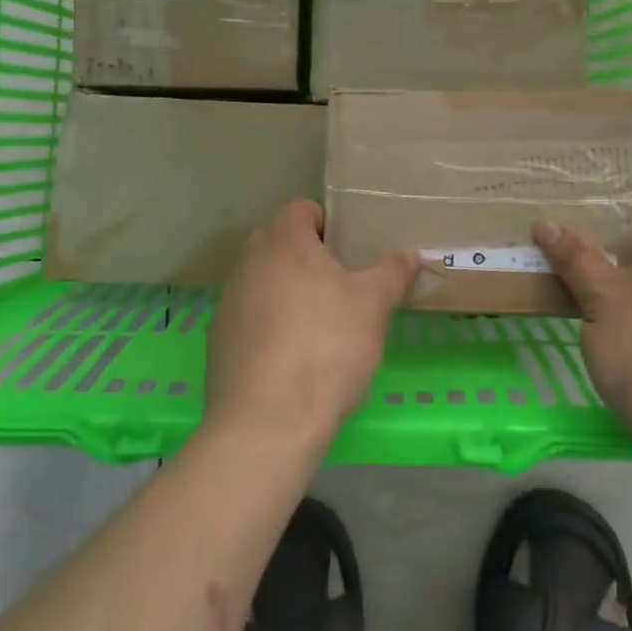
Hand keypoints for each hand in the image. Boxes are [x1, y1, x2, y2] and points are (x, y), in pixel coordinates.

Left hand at [204, 200, 418, 451]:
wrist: (267, 422)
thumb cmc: (326, 346)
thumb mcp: (373, 307)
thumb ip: (393, 273)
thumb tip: (412, 254)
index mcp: (284, 241)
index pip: (301, 208)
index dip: (327, 222)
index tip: (349, 249)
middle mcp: (249, 262)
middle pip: (279, 242)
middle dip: (307, 256)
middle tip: (340, 284)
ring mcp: (229, 301)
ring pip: (262, 280)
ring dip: (286, 290)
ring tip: (319, 324)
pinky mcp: (219, 340)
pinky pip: (249, 317)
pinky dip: (269, 325)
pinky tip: (292, 357)